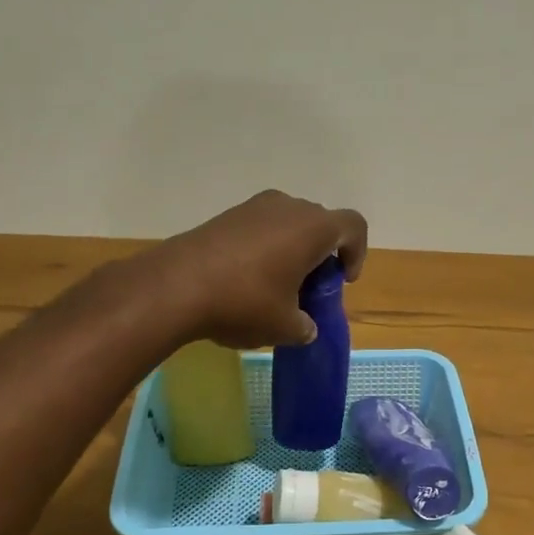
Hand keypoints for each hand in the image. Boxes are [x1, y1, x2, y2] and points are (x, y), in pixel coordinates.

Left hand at [150, 189, 366, 347]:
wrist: (176, 286)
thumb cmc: (245, 302)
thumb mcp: (284, 326)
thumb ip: (305, 326)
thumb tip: (306, 327)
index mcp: (313, 228)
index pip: (354, 226)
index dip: (357, 253)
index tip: (343, 281)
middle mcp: (288, 207)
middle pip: (320, 224)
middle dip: (321, 255)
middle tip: (310, 289)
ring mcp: (254, 207)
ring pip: (288, 224)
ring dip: (292, 251)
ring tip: (277, 287)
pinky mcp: (226, 216)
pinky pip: (260, 228)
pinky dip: (265, 249)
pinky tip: (247, 281)